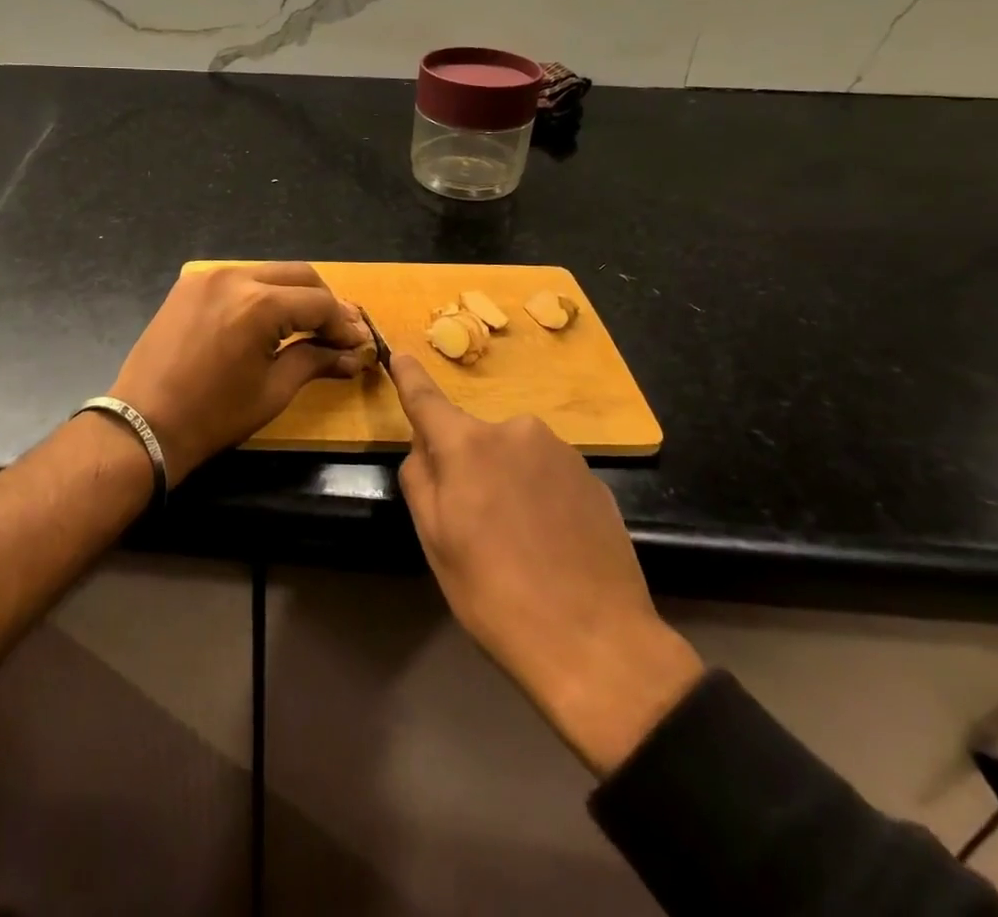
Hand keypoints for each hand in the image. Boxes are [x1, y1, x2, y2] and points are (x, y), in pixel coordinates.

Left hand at [110, 263, 370, 482]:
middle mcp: (235, 277)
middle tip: (337, 333)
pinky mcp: (188, 284)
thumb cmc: (214, 416)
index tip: (357, 345)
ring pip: (268, 272)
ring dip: (293, 294)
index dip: (344, 324)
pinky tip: (266, 320)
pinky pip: (238, 278)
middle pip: (298, 275)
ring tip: (306, 325)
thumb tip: (352, 356)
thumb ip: (315, 361)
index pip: (319, 302)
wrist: (144, 424)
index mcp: (259, 305)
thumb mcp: (273, 390)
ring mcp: (208, 277)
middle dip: (323, 302)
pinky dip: (260, 293)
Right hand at [391, 355, 703, 775]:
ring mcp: (561, 451)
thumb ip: (420, 477)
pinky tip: (550, 543)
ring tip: (519, 541)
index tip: (400, 354)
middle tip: (474, 523)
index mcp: (467, 444)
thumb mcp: (434, 540)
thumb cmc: (495, 594)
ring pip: (513, 456)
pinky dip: (539, 496)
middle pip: (473, 438)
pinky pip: (547, 474)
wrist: (597, 643)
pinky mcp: (593, 477)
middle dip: (467, 465)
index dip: (409, 376)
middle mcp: (515, 431)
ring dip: (506, 480)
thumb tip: (426, 446)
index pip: (426, 398)